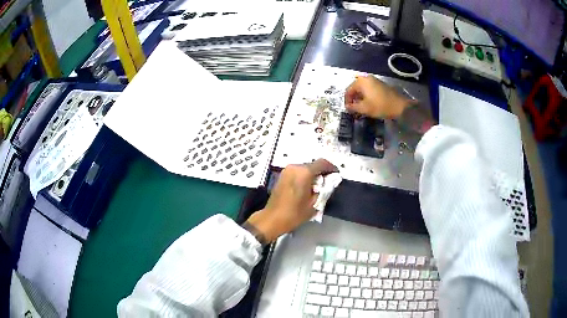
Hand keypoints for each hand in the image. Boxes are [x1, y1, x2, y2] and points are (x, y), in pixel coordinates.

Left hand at [246, 159, 337, 241]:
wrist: (272, 219)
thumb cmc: (294, 213)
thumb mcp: (314, 203)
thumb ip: (325, 190)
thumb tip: (330, 182)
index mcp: (304, 172)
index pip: (322, 163)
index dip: (331, 168)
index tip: (336, 175)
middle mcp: (295, 167)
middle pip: (313, 165)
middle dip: (321, 173)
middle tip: (327, 184)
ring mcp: (287, 170)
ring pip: (305, 168)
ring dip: (312, 175)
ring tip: (317, 188)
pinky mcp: (282, 175)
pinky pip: (297, 172)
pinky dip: (304, 177)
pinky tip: (307, 188)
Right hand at [345, 75, 411, 118]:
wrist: (400, 106)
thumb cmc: (380, 106)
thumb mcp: (364, 108)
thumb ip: (353, 107)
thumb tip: (347, 107)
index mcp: (361, 82)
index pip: (348, 90)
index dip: (347, 101)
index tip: (348, 110)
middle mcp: (366, 78)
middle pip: (355, 88)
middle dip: (353, 99)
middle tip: (354, 109)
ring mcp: (374, 80)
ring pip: (362, 89)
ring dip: (359, 97)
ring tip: (360, 107)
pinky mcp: (380, 84)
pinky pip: (368, 88)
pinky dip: (366, 95)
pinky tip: (368, 103)